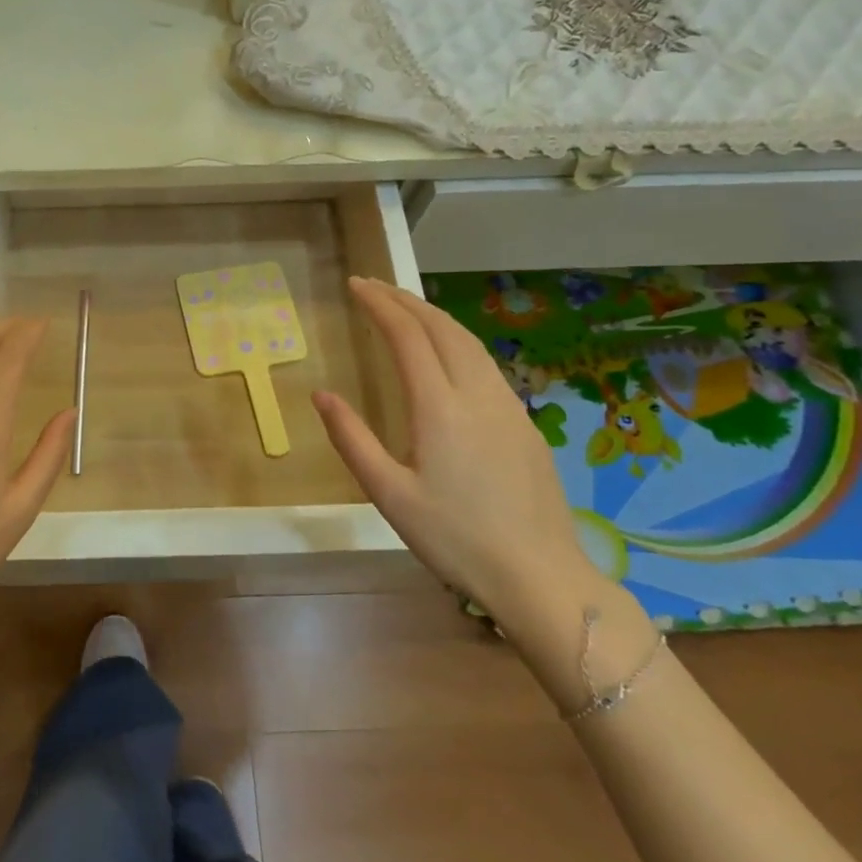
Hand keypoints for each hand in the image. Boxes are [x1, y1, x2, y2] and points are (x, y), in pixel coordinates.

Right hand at [313, 278, 593, 627]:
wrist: (540, 576)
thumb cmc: (455, 538)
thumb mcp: (388, 494)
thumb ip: (351, 439)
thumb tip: (322, 394)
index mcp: (439, 407)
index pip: (407, 335)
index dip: (379, 304)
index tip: (355, 285)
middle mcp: (477, 394)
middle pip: (441, 327)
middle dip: (404, 299)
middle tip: (373, 286)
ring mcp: (507, 406)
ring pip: (468, 341)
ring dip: (433, 315)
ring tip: (404, 307)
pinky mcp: (525, 424)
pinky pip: (485, 363)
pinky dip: (455, 339)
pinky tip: (446, 352)